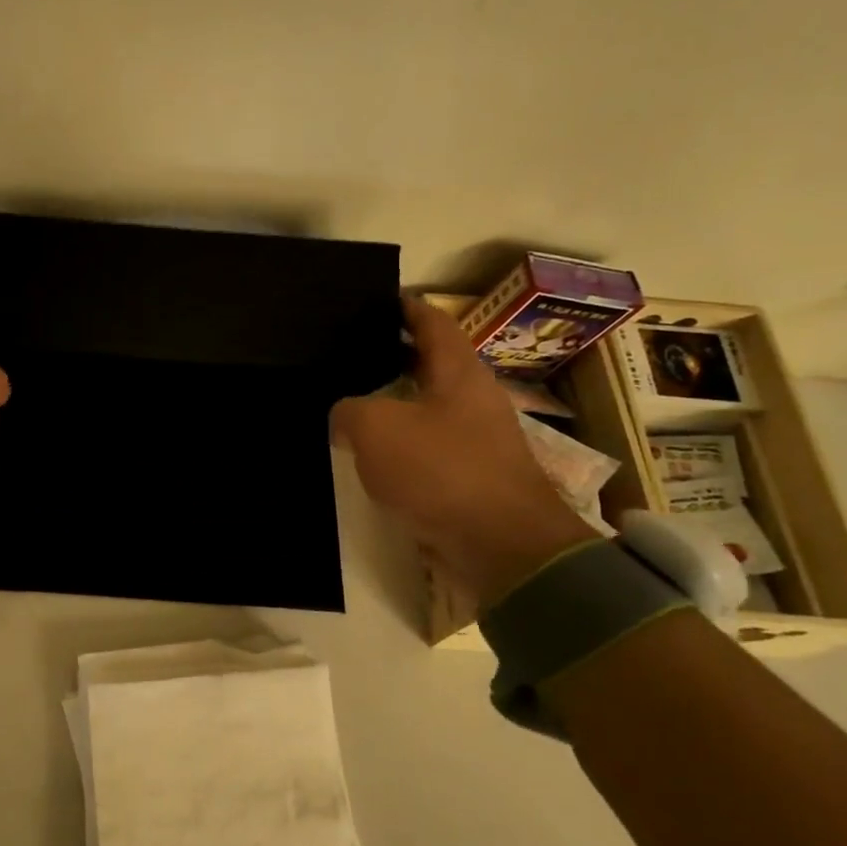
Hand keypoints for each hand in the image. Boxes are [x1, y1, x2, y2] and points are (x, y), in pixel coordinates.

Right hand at [331, 299, 592, 602]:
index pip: (432, 322)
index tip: (381, 300)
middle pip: (433, 364)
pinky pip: (431, 446)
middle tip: (354, 353)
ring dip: (398, 403)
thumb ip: (350, 412)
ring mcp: (479, 440)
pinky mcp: (474, 477)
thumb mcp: (376, 430)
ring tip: (356, 403)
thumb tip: (345, 416)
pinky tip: (377, 454)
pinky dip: (404, 442)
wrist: (501, 545)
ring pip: (431, 407)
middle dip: (396, 356)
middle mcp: (474, 398)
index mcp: (458, 372)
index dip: (407, 308)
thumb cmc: (441, 471)